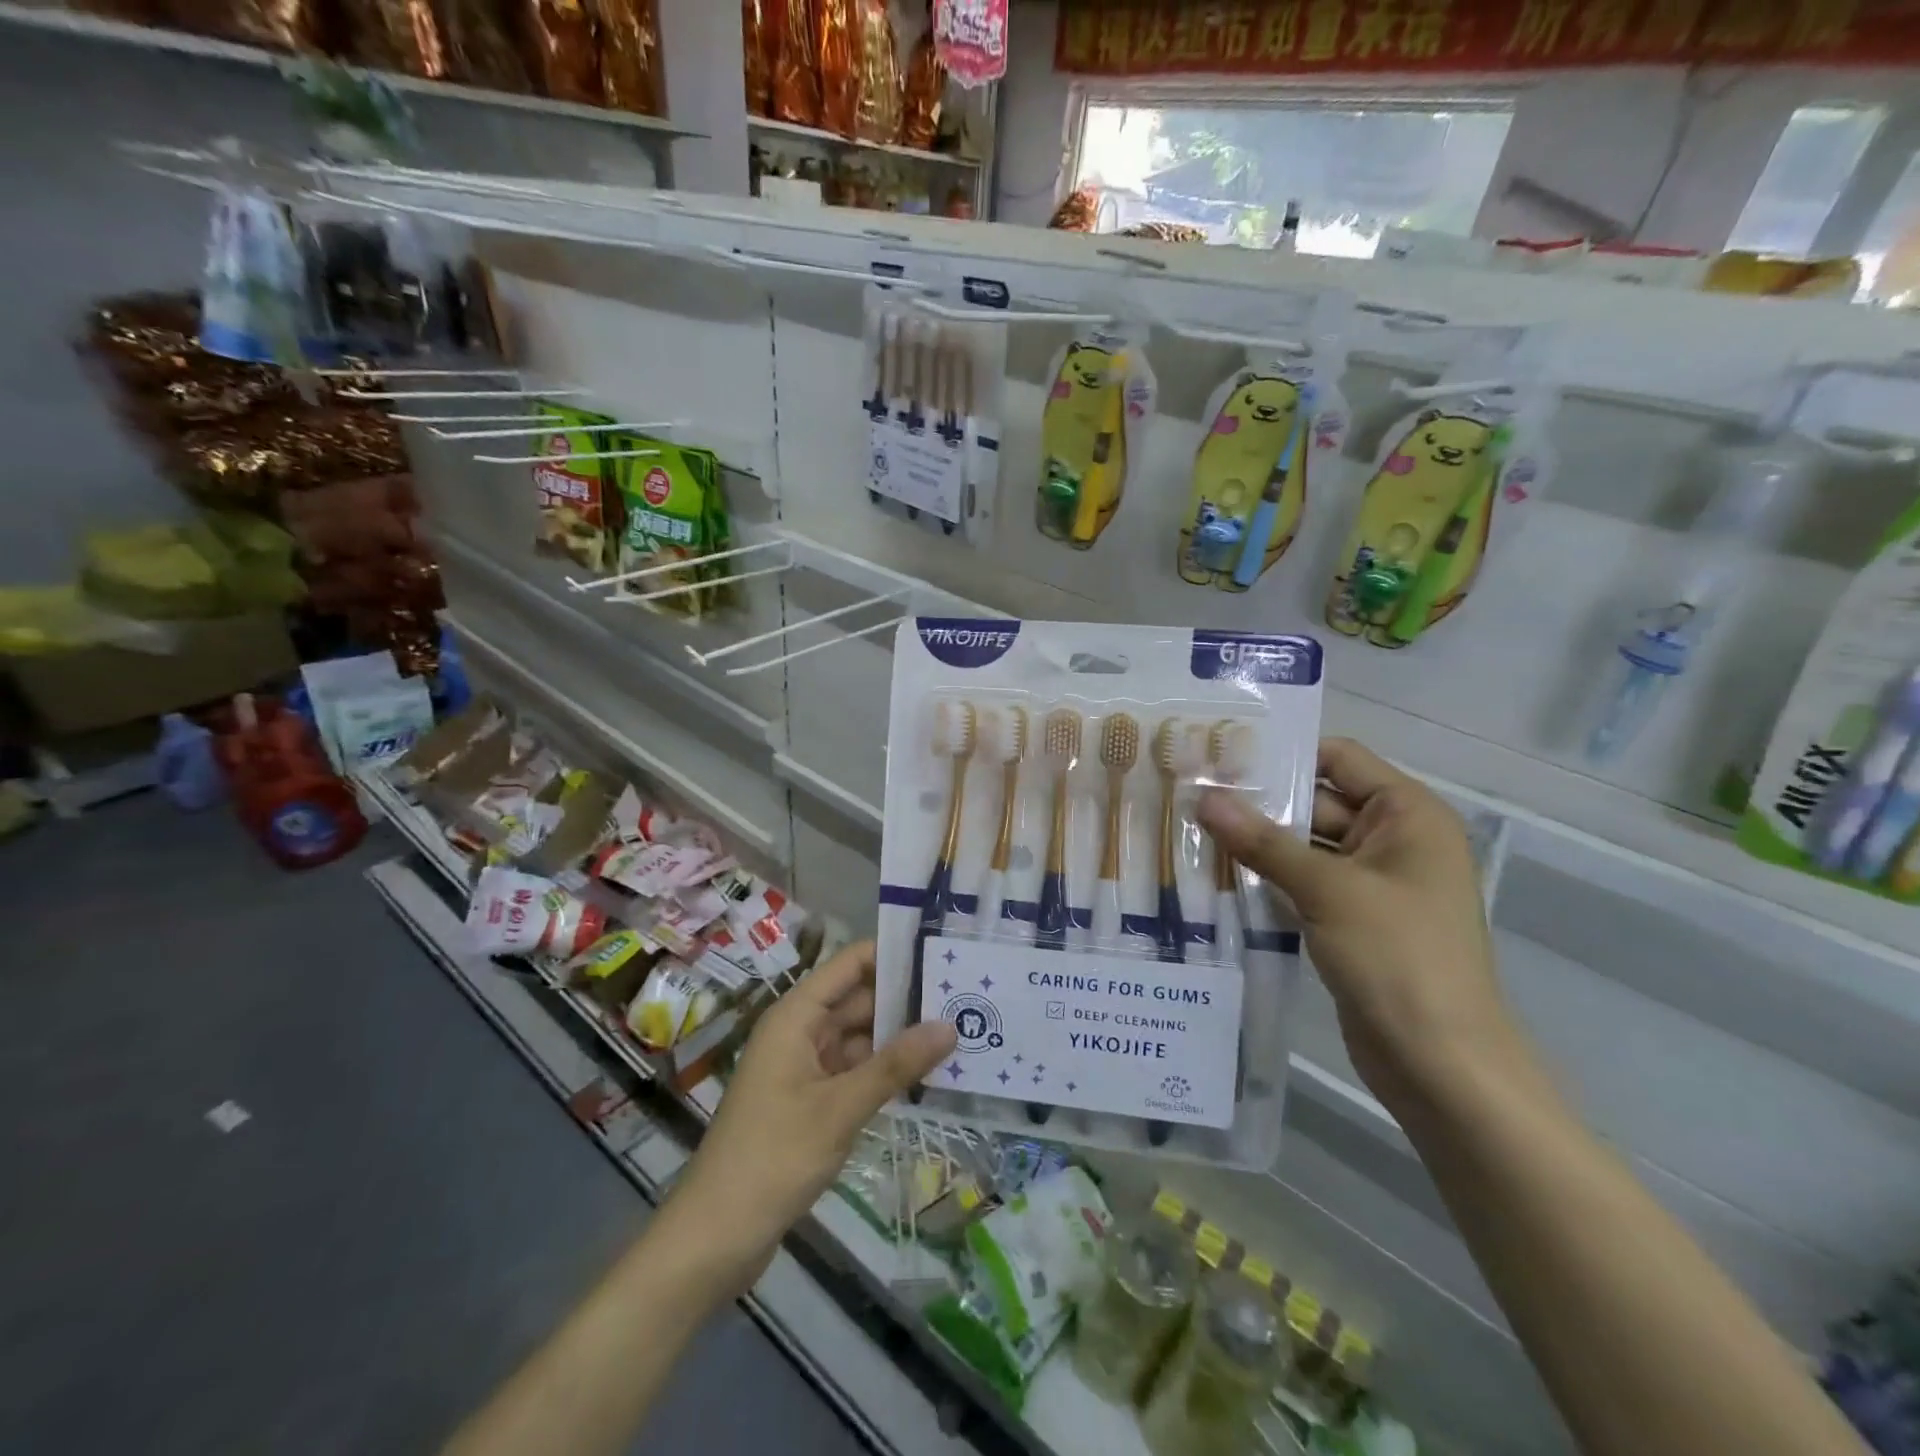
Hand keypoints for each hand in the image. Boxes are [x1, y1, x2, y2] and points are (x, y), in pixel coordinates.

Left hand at [661, 940, 955, 1297]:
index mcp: (797, 1016)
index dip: (893, 954)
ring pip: (861, 1037)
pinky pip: (855, 1070)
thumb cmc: (773, 1158)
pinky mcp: (811, 1101)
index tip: (942, 954)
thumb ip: (896, 1065)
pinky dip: (886, 1071)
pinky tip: (928, 1075)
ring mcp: (805, 1067)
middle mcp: (801, 1032)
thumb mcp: (840, 1108)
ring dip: (900, 1038)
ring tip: (959, 1031)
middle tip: (965, 998)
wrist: (715, 1236)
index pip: (850, 964)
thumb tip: (949, 1025)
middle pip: (859, 999)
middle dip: (907, 999)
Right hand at [1197, 738, 1529, 1115]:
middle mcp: (1392, 840)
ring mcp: (1371, 883)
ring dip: (1256, 842)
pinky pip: (1303, 883)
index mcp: (1407, 815)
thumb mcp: (1328, 890)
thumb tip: (1204, 797)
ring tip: (1189, 828)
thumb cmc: (1398, 958)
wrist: (1440, 1064)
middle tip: (1190, 792)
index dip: (1284, 753)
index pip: (1339, 759)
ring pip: (1304, 846)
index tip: (1221, 753)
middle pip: (1317, 801)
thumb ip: (1263, 841)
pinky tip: (1215, 874)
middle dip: (1258, 801)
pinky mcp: (1350, 920)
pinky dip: (1266, 878)